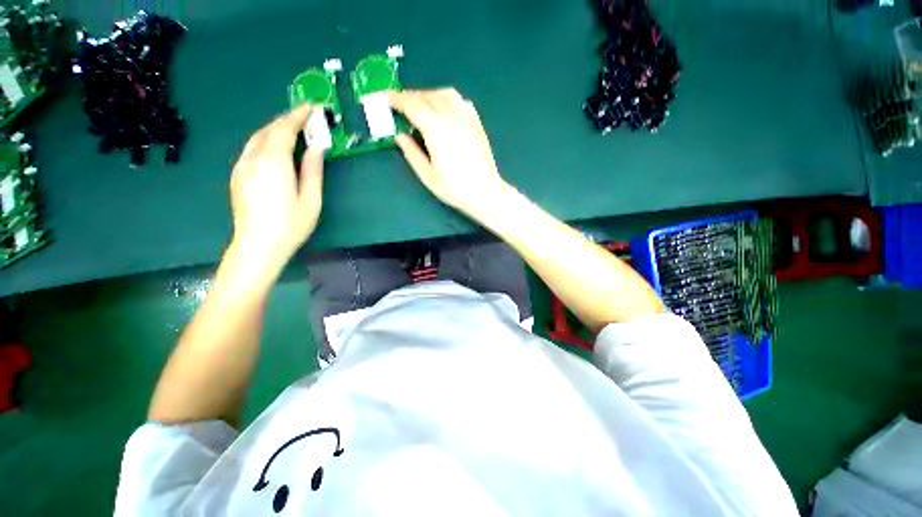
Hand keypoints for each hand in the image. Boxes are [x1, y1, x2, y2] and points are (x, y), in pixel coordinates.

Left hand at [229, 104, 323, 272]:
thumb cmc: (290, 224)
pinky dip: (265, 139)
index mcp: (274, 162)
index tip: (311, 106)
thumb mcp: (311, 199)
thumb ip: (312, 171)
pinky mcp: (238, 175)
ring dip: (275, 128)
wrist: (257, 245)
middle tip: (304, 116)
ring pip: (257, 137)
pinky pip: (251, 148)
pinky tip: (274, 146)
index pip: (284, 130)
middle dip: (286, 120)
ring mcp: (242, 166)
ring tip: (292, 128)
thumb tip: (316, 148)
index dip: (298, 116)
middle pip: (268, 130)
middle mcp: (254, 158)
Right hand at [390, 89, 510, 216]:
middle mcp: (452, 117)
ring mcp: (468, 118)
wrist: (485, 192)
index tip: (387, 98)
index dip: (398, 100)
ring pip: (446, 94)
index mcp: (436, 130)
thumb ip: (412, 153)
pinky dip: (448, 99)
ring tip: (422, 104)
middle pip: (428, 96)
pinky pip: (461, 101)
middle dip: (411, 96)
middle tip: (401, 103)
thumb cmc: (455, 189)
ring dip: (430, 94)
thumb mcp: (428, 176)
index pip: (413, 105)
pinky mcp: (477, 123)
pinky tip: (445, 110)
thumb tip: (400, 136)